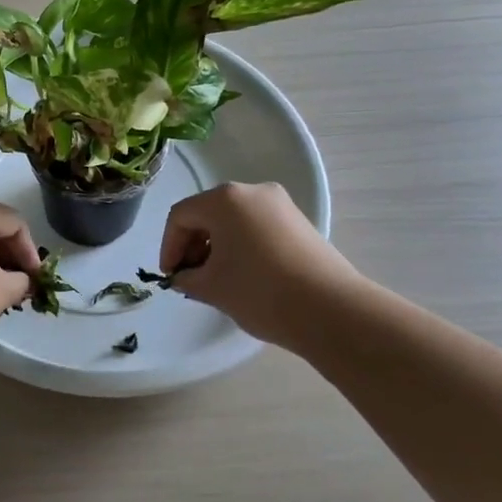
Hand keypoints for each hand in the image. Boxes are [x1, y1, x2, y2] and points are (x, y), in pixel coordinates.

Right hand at [160, 182, 361, 344]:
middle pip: (208, 213)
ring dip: (218, 246)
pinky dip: (242, 246)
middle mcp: (252, 191)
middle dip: (194, 245)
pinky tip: (245, 275)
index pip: (181, 216)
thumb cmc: (260, 292)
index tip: (172, 276)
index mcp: (225, 199)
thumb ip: (187, 278)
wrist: (331, 311)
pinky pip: (257, 227)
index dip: (169, 247)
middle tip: (191, 277)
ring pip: (234, 220)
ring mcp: (280, 205)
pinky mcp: (299, 222)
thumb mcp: (211, 288)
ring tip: (218, 280)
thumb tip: (184, 276)